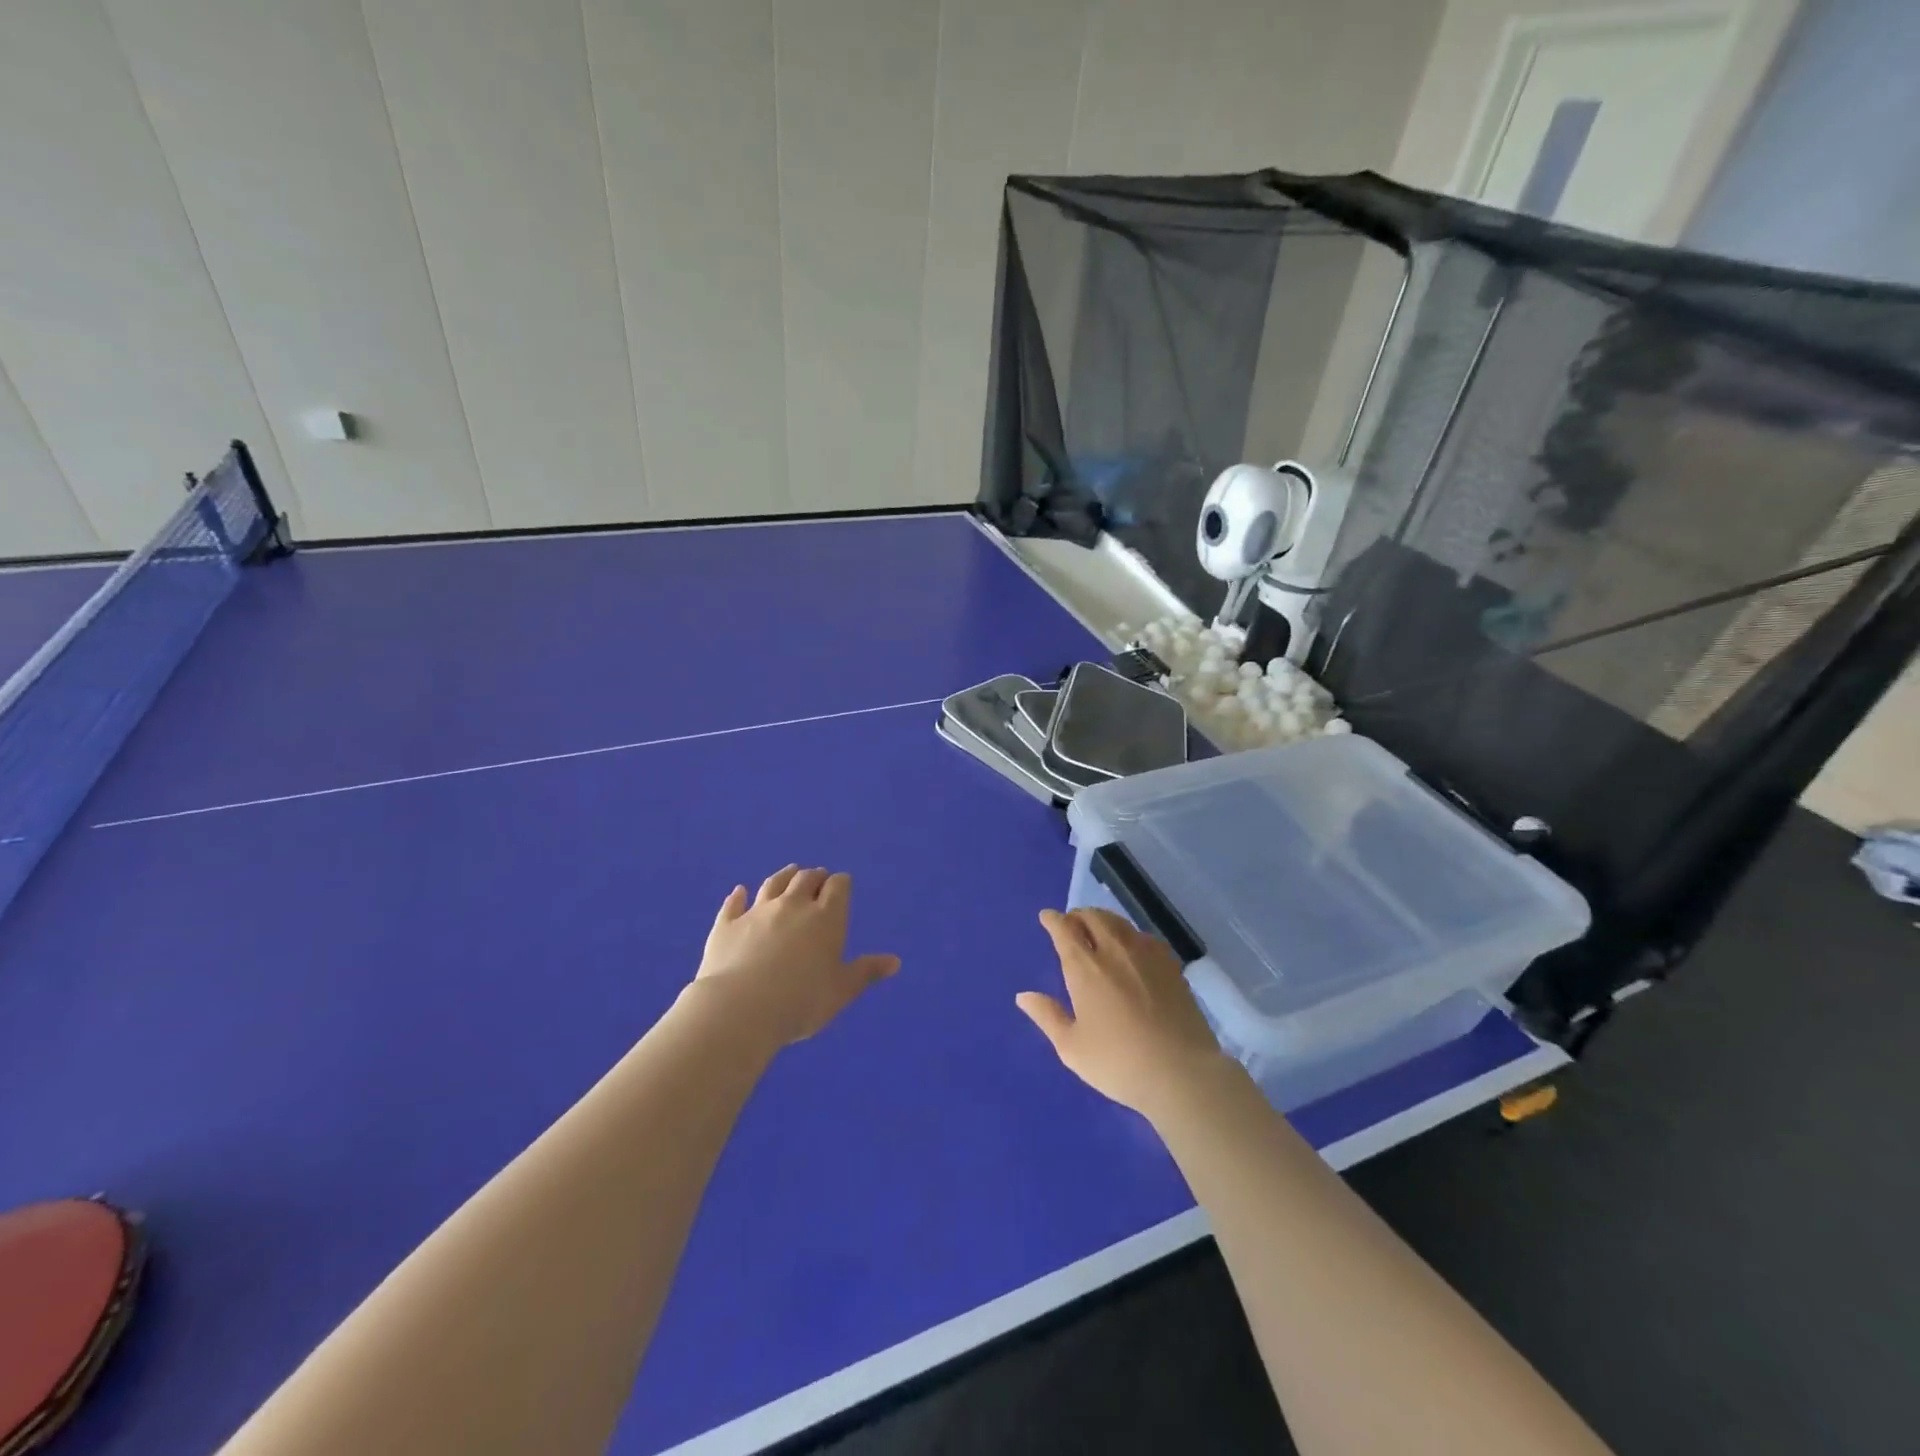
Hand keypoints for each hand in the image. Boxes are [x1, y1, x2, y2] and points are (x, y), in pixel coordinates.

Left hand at [692, 866, 899, 1047]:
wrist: (740, 1009)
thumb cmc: (801, 1001)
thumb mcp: (841, 990)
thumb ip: (866, 972)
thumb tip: (895, 962)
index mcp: (826, 917)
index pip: (838, 887)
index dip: (841, 884)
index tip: (842, 885)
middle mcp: (793, 906)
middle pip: (806, 879)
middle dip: (815, 876)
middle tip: (818, 877)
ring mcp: (757, 912)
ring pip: (773, 884)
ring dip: (784, 876)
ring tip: (790, 872)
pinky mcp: (727, 925)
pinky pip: (734, 904)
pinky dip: (738, 896)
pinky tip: (739, 891)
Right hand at [1016, 908, 1230, 1117]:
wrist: (1182, 1072)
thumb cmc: (1119, 1063)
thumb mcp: (1072, 1048)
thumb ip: (1047, 1017)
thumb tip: (1023, 996)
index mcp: (1085, 969)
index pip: (1064, 930)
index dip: (1053, 920)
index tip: (1047, 917)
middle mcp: (1114, 951)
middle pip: (1093, 917)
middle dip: (1078, 915)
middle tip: (1071, 923)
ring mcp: (1146, 955)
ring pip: (1119, 923)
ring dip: (1102, 920)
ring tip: (1097, 929)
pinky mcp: (1171, 965)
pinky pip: (1143, 936)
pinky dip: (1128, 933)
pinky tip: (1131, 947)